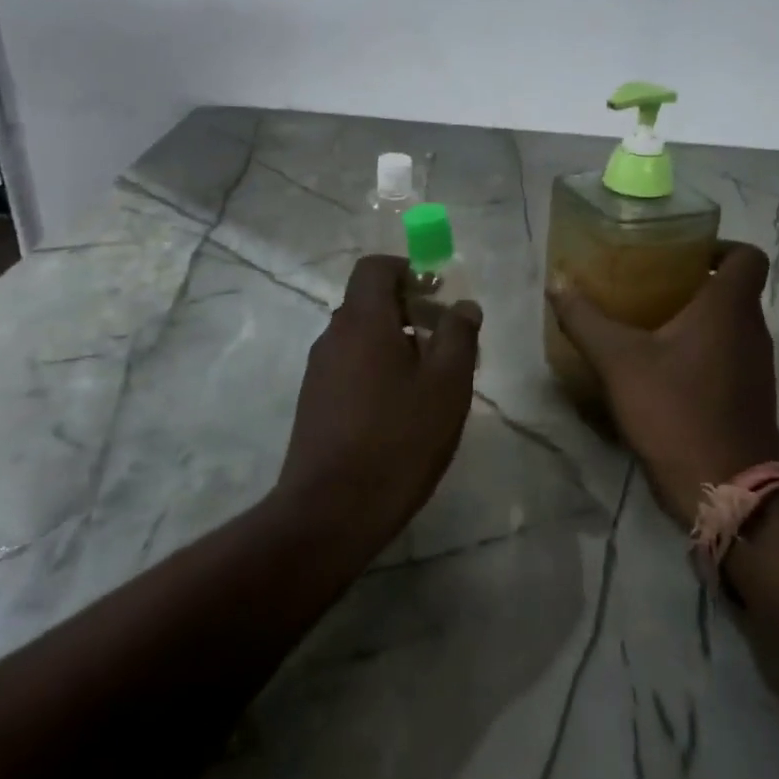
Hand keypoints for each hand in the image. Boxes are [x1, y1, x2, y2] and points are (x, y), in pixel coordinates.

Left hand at [275, 255, 482, 551]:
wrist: (331, 511)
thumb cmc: (398, 438)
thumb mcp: (447, 384)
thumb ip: (459, 335)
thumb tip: (463, 305)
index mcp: (363, 320)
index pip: (375, 268)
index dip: (408, 271)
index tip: (438, 294)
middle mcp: (333, 336)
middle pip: (369, 302)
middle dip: (411, 310)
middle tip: (447, 341)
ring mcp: (319, 371)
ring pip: (362, 337)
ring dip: (397, 342)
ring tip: (432, 380)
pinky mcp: (315, 403)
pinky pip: (351, 366)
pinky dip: (379, 369)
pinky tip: (403, 409)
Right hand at [548, 242, 778, 528]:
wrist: (724, 488)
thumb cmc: (675, 410)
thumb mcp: (619, 361)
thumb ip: (585, 319)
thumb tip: (557, 281)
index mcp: (729, 308)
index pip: (747, 256)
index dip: (719, 245)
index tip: (681, 253)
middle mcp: (753, 331)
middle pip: (733, 289)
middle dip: (693, 282)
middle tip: (648, 284)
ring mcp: (757, 367)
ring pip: (730, 325)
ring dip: (696, 319)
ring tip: (648, 323)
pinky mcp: (751, 397)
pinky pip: (728, 356)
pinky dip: (701, 351)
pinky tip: (661, 368)